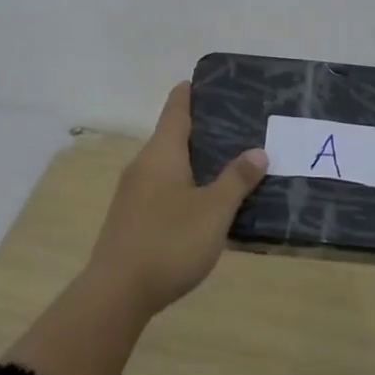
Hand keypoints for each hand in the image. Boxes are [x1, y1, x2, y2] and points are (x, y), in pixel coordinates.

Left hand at [88, 82, 266, 319]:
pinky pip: (161, 189)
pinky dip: (182, 186)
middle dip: (200, 131)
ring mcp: (132, 193)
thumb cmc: (170, 240)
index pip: (175, 109)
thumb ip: (237, 179)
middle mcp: (143, 165)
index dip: (189, 93)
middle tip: (235, 128)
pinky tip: (202, 204)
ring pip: (166, 165)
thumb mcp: (214, 210)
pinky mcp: (130, 218)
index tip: (206, 82)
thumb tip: (257, 151)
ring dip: (193, 162)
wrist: (116, 293)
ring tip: (225, 165)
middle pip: (171, 136)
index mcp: (162, 152)